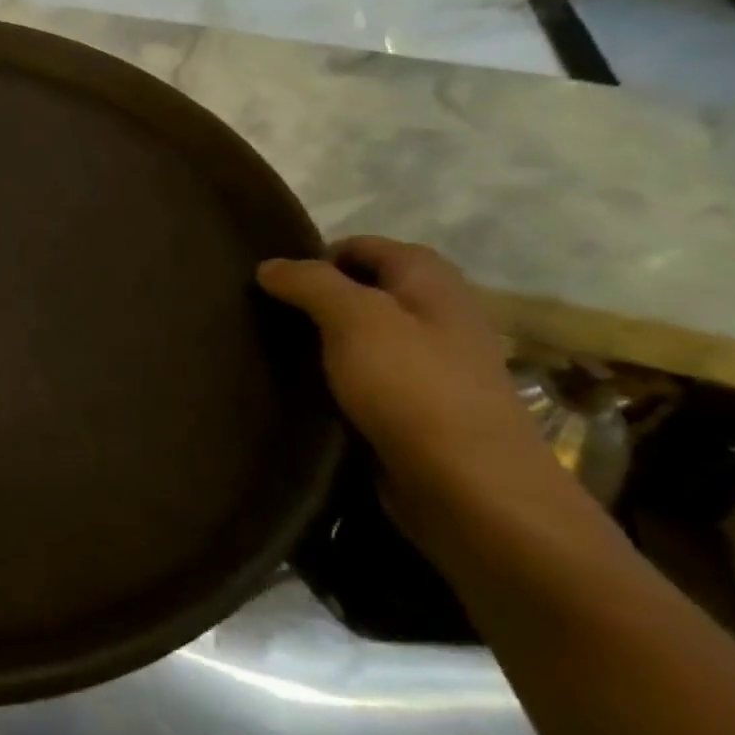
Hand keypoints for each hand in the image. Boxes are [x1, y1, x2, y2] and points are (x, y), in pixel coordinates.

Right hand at [258, 238, 580, 563]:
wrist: (470, 487)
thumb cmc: (413, 388)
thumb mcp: (355, 319)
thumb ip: (311, 283)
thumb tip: (269, 265)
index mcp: (432, 283)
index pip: (366, 247)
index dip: (318, 255)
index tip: (271, 281)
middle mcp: (437, 315)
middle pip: (365, 289)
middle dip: (316, 297)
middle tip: (265, 315)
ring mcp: (431, 365)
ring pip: (363, 334)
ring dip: (322, 338)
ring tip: (274, 349)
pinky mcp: (418, 407)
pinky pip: (367, 375)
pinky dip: (335, 374)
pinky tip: (305, 388)